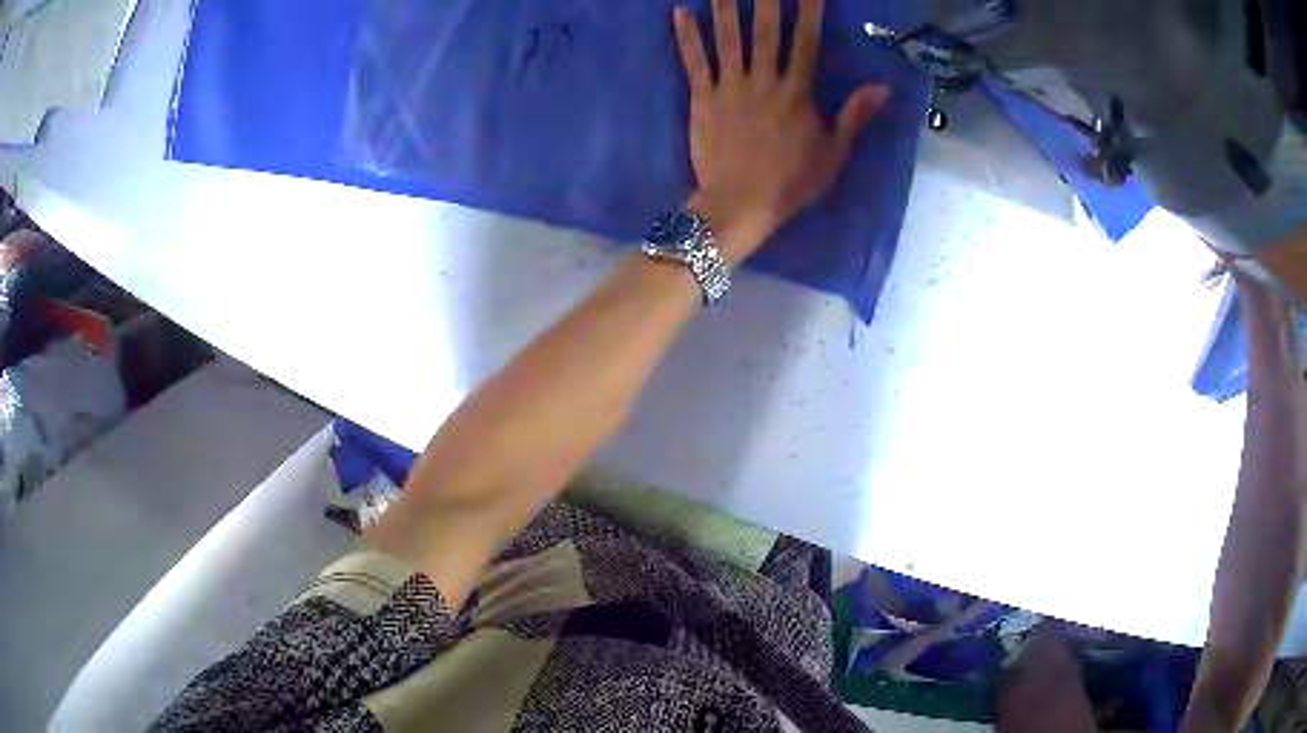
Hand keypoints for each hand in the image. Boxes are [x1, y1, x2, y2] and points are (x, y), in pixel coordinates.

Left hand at [673, 0, 890, 262]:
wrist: (740, 205)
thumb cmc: (791, 182)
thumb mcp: (834, 153)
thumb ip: (855, 115)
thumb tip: (884, 87)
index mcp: (797, 92)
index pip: (807, 41)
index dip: (810, 11)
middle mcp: (764, 80)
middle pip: (766, 30)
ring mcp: (730, 86)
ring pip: (728, 38)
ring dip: (725, 6)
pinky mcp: (702, 98)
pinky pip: (694, 62)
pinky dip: (686, 36)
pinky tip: (679, 12)